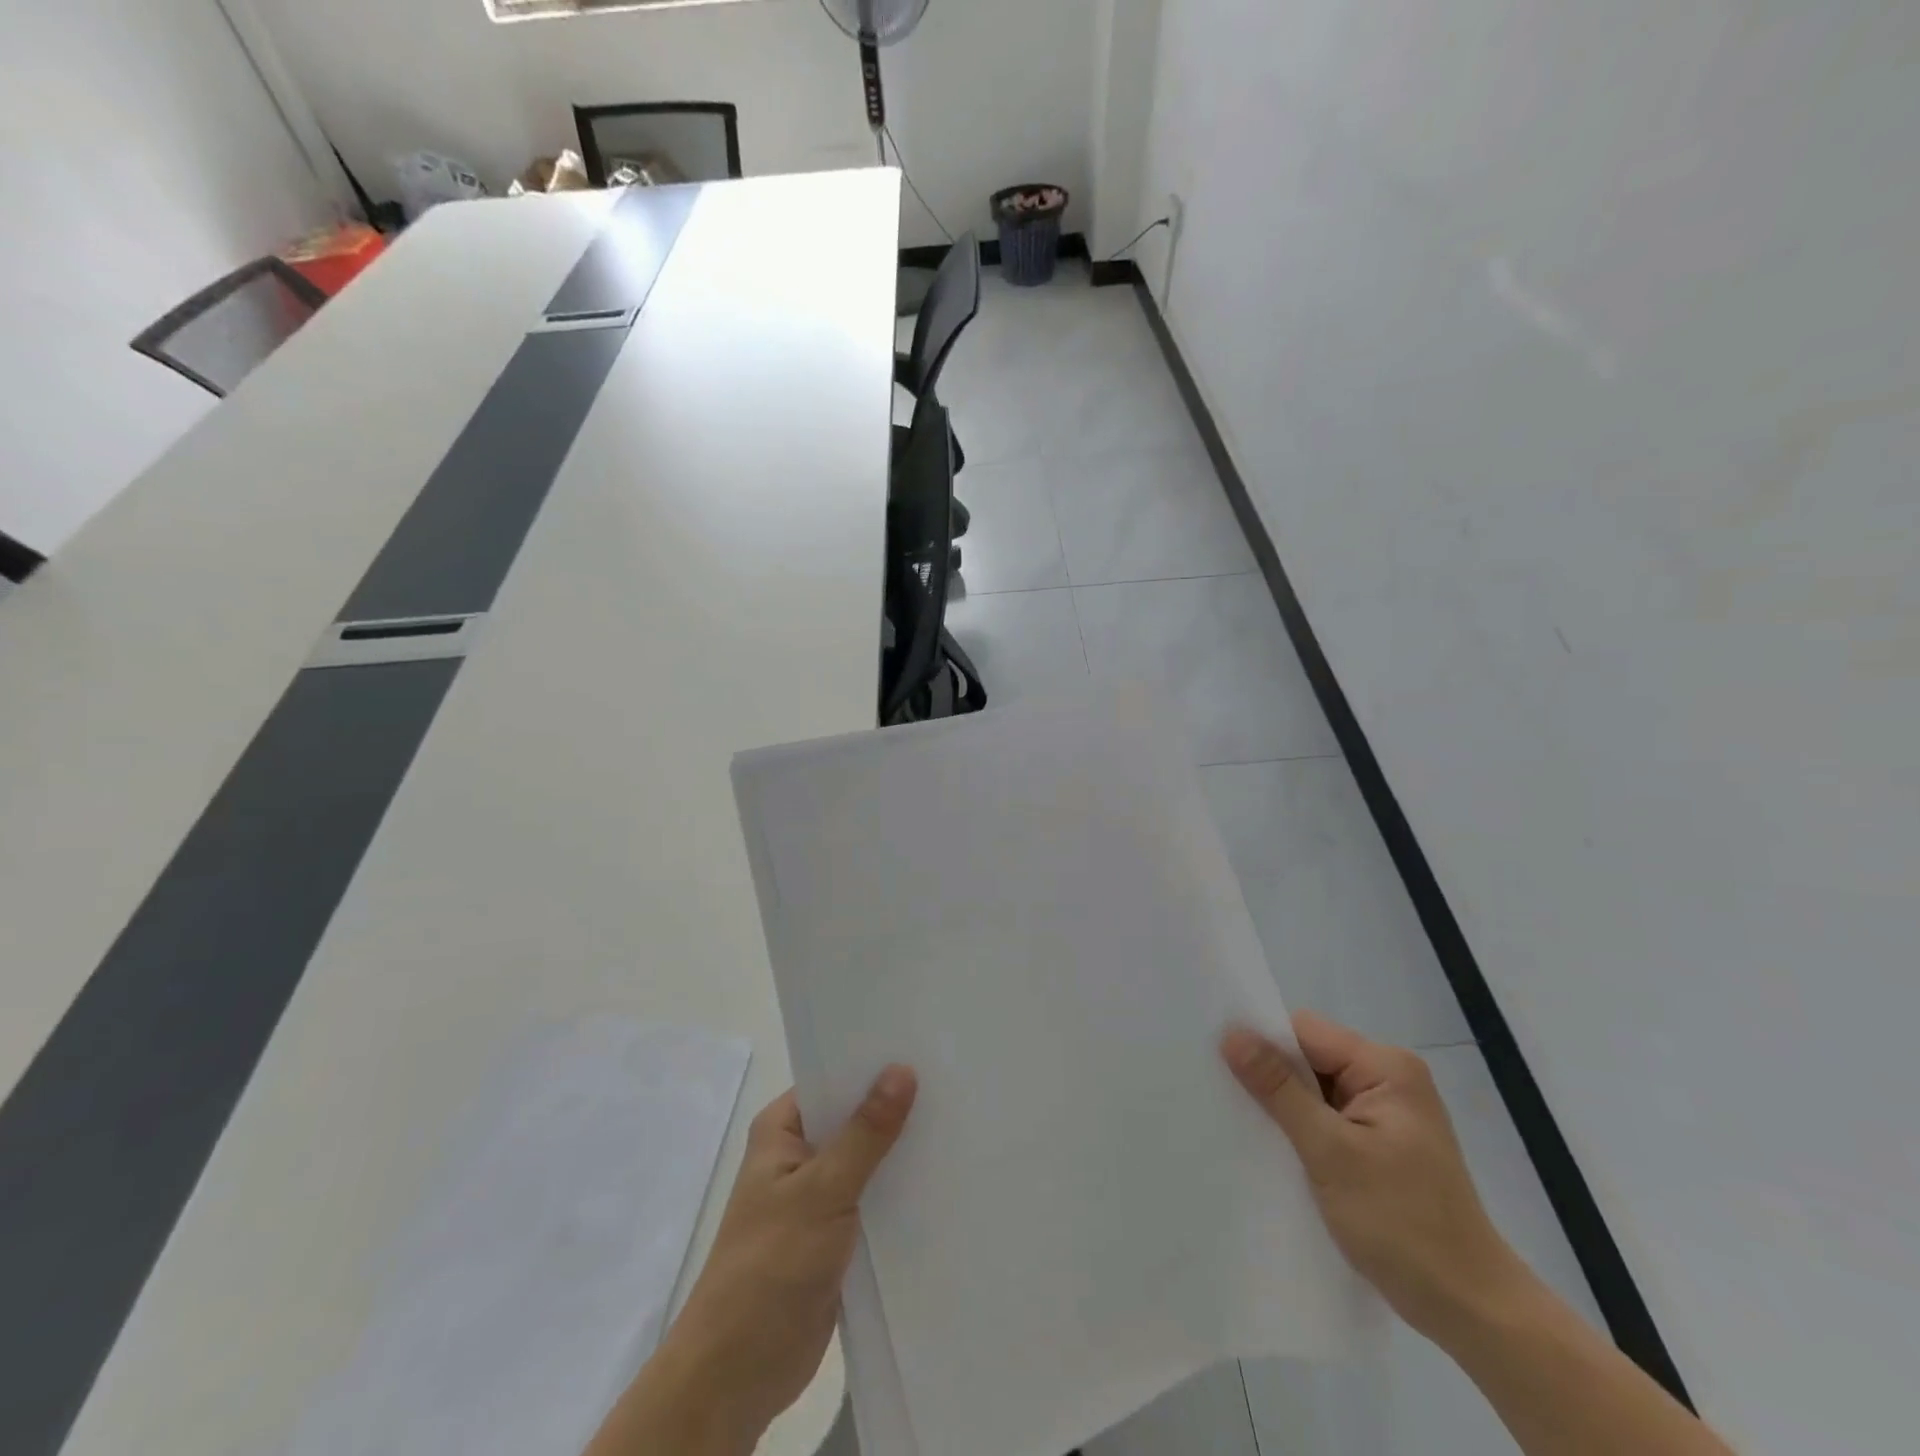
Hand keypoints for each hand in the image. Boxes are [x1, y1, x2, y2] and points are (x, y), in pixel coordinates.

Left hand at [590, 1067, 917, 1455]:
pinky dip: (900, 1191)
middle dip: (895, 1107)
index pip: (834, 1079)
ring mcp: (817, 1196)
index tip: (923, 1049)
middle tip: (953, 1082)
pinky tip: (942, 1178)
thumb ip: (866, 1133)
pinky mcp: (835, 1235)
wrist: (740, 1371)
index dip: (875, 1065)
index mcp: (782, 1129)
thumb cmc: (771, 1265)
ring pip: (868, 1160)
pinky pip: (873, 1199)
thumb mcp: (823, 1190)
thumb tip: (902, 1069)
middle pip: (854, 1118)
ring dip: (901, 1151)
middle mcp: (799, 1154)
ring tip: (960, 1122)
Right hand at [1222, 1013, 1523, 1340]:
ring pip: (1315, 1089)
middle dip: (1272, 1079)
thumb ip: (1279, 1089)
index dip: (1264, 1045)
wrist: (1472, 1311)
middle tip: (1229, 1102)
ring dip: (1285, 1109)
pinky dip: (1303, 1131)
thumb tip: (1231, 1034)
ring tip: (1248, 1129)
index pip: (1305, 1032)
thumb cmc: (1403, 1224)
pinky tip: (1279, 1151)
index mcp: (1386, 1067)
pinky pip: (1328, 1117)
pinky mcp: (1381, 1143)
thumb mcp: (1331, 1152)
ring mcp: (1387, 1112)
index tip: (1222, 1067)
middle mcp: (1389, 1078)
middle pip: (1309, 1057)